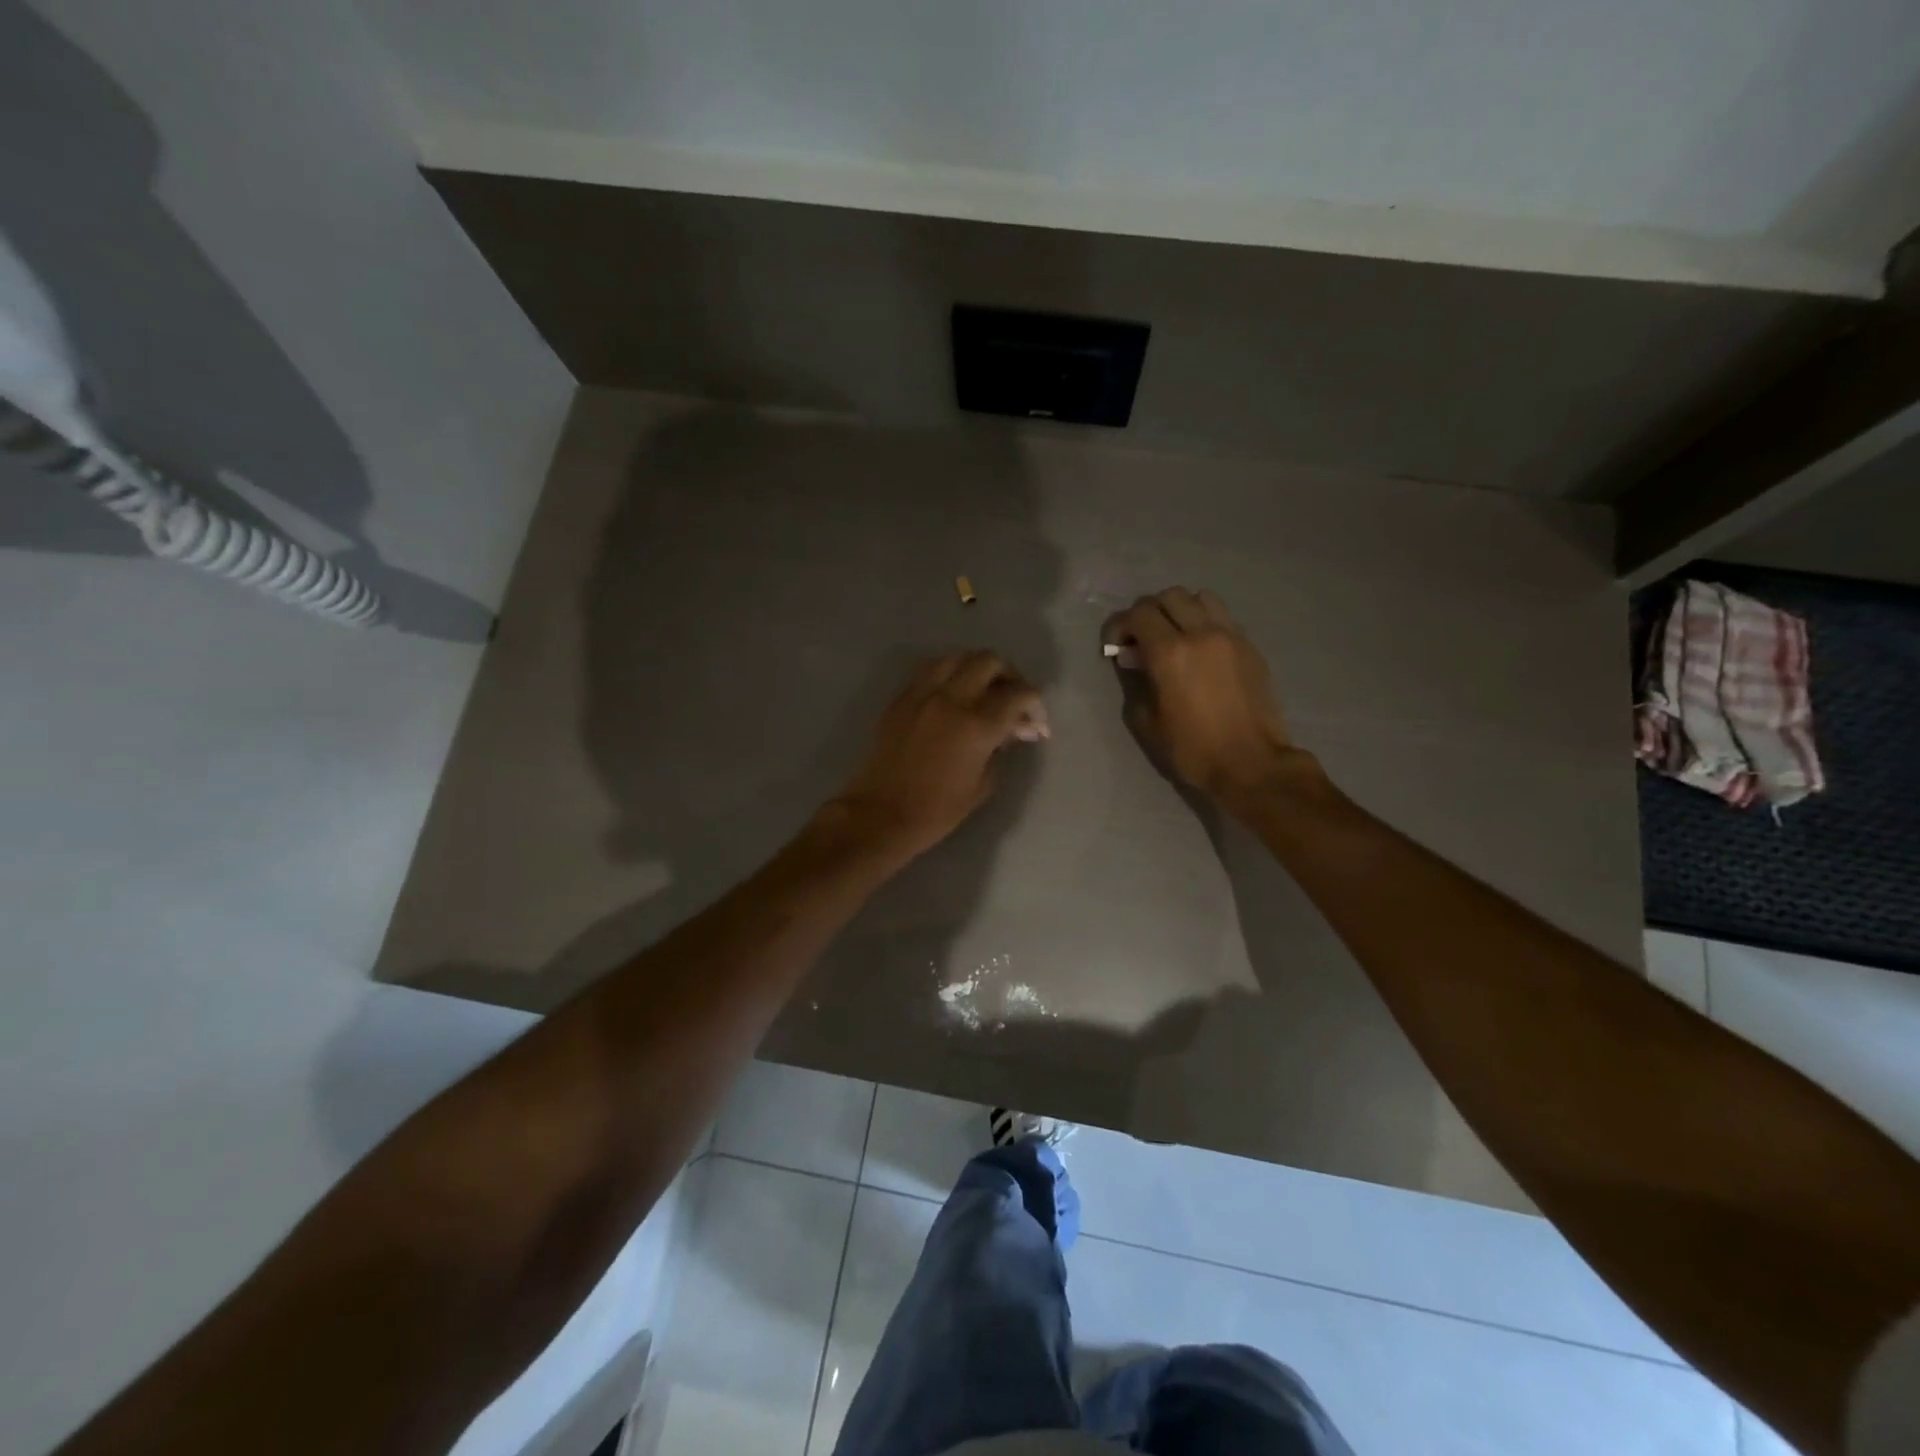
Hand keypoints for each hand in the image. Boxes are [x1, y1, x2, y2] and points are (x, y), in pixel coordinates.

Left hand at [829, 651, 1048, 861]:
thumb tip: (1012, 729)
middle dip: (1009, 676)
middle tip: (1012, 699)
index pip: (1019, 694)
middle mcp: (951, 699)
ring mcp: (922, 694)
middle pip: (989, 661)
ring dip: (977, 668)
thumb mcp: (982, 784)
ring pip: (957, 657)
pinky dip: (949, 674)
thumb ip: (1001, 748)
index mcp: (977, 725)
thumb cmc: (937, 810)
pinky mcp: (901, 698)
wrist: (881, 814)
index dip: (1035, 704)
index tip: (1036, 722)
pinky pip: (930, 670)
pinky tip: (953, 694)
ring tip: (983, 690)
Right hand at [1104, 588, 1296, 808]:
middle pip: (1168, 596)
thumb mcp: (1148, 722)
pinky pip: (1222, 617)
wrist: (1251, 764)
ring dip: (1180, 610)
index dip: (1119, 625)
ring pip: (1199, 598)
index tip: (1115, 646)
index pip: (1138, 614)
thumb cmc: (1193, 749)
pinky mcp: (1250, 646)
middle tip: (1141, 639)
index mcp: (1170, 653)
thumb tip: (1137, 662)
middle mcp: (1201, 633)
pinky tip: (1200, 649)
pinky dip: (1204, 622)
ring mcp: (1230, 636)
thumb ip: (1138, 682)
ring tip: (1174, 636)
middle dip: (1148, 612)